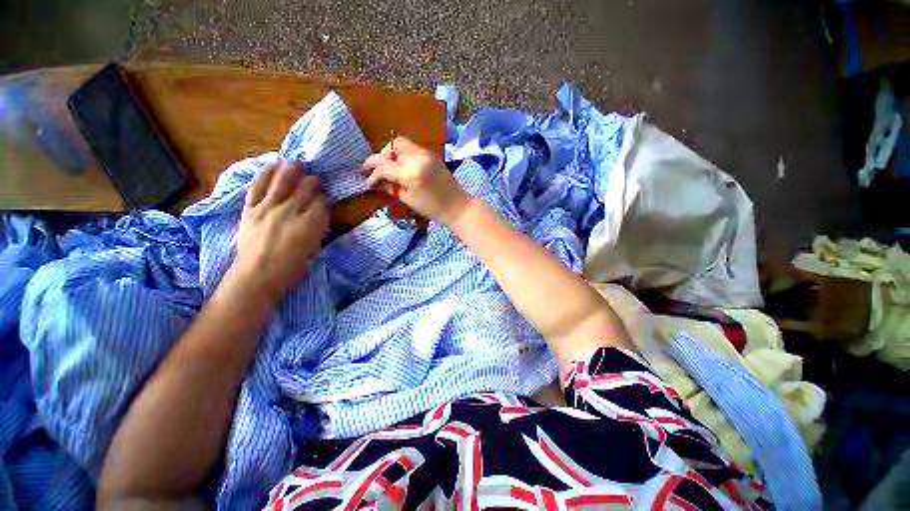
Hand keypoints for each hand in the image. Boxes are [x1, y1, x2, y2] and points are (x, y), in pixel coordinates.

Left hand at [229, 160, 328, 302]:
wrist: (256, 276)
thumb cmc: (291, 269)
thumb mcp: (313, 249)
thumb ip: (318, 229)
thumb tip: (321, 215)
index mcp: (308, 224)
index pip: (320, 202)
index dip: (324, 196)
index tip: (326, 195)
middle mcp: (289, 212)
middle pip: (304, 189)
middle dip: (312, 181)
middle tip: (316, 177)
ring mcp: (267, 208)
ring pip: (281, 182)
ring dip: (291, 170)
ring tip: (296, 162)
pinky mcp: (250, 209)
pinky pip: (257, 187)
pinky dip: (265, 174)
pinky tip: (272, 165)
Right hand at [362, 137, 471, 225]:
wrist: (457, 206)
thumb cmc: (433, 209)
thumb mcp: (408, 200)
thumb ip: (390, 188)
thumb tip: (374, 183)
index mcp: (411, 173)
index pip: (384, 166)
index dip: (373, 173)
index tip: (367, 181)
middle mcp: (418, 157)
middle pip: (392, 147)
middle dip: (380, 156)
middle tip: (374, 170)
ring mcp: (426, 153)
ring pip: (401, 143)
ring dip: (390, 153)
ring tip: (386, 167)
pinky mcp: (432, 154)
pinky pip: (412, 148)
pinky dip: (402, 154)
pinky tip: (399, 166)